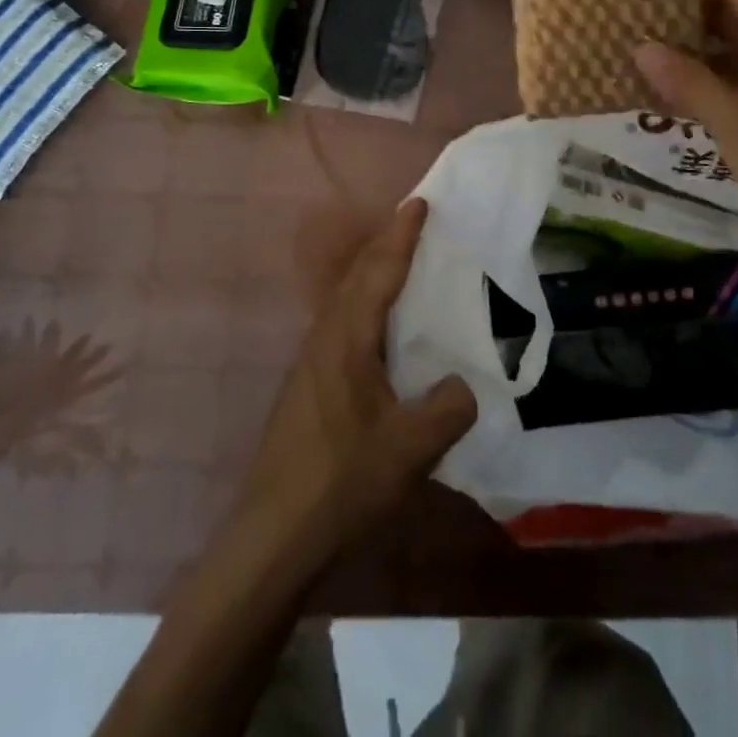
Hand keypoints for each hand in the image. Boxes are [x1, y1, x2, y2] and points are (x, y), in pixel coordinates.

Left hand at [232, 200, 475, 575]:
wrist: (272, 535)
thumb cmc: (341, 481)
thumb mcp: (410, 449)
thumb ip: (447, 409)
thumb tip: (464, 385)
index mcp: (347, 337)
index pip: (380, 270)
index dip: (402, 235)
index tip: (420, 202)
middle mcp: (324, 337)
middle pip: (357, 275)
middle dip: (386, 243)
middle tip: (415, 222)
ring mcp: (310, 361)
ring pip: (346, 298)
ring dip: (372, 272)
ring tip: (402, 264)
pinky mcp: (307, 385)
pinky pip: (342, 323)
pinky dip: (365, 304)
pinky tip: (380, 329)